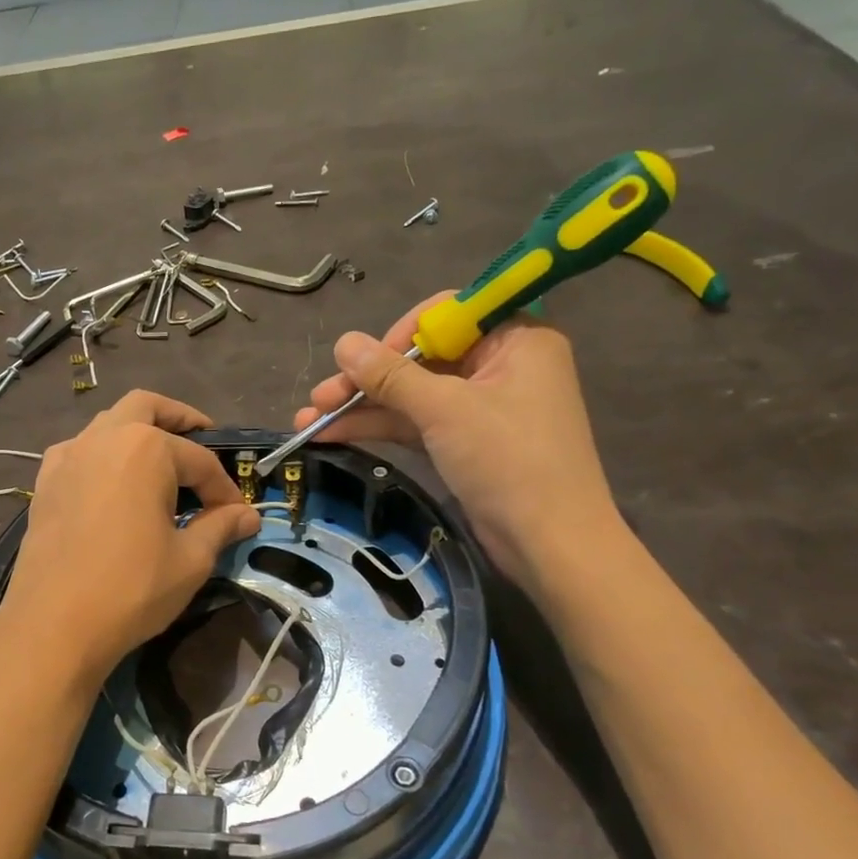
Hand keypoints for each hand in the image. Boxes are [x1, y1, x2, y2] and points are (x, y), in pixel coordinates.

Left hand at [0, 391, 260, 677]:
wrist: (54, 623)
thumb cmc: (132, 588)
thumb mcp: (190, 560)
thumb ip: (220, 527)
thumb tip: (248, 516)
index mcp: (146, 448)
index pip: (200, 461)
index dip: (225, 488)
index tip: (238, 515)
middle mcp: (104, 437)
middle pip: (147, 407)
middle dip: (179, 420)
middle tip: (202, 440)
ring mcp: (68, 456)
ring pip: (109, 424)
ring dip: (137, 433)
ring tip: (159, 467)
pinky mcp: (45, 482)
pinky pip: (80, 451)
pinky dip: (102, 455)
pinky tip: (111, 485)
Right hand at [294, 299, 617, 581]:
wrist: (549, 544)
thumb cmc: (508, 460)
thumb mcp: (445, 410)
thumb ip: (391, 375)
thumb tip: (342, 343)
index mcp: (516, 338)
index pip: (448, 314)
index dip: (400, 334)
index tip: (365, 360)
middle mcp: (499, 365)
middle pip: (420, 358)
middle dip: (366, 379)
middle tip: (321, 397)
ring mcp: (480, 407)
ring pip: (412, 395)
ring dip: (362, 407)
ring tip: (308, 420)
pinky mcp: (464, 442)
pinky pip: (416, 423)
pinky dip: (379, 427)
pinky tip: (332, 434)